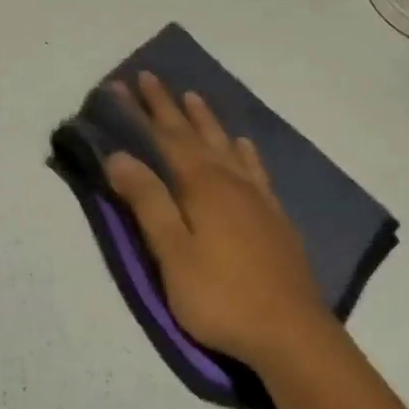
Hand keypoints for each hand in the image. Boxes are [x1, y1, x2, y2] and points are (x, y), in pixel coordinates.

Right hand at [104, 72, 339, 368]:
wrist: (289, 330)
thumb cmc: (221, 298)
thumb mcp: (173, 254)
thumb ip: (149, 203)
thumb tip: (120, 156)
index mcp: (203, 188)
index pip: (166, 139)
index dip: (143, 113)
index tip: (123, 85)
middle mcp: (232, 183)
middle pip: (197, 136)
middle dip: (171, 108)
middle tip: (152, 78)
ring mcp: (259, 199)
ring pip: (228, 147)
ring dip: (208, 122)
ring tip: (195, 98)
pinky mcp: (275, 218)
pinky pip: (256, 170)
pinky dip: (245, 152)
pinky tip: (244, 146)